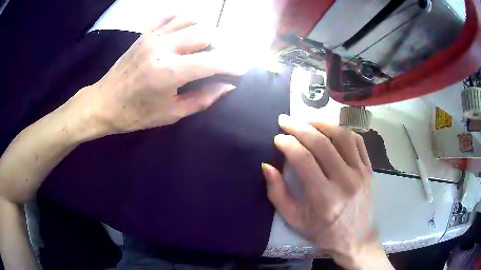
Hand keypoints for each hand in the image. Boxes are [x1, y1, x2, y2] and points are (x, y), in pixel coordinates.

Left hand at [67, 16, 239, 136]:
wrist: (104, 102)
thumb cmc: (135, 114)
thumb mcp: (171, 114)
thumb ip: (202, 99)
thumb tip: (227, 86)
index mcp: (168, 72)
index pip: (212, 61)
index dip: (233, 64)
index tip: (243, 69)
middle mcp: (163, 47)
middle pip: (206, 32)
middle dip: (222, 45)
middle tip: (222, 59)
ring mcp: (153, 36)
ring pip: (191, 19)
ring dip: (206, 29)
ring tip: (208, 44)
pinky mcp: (145, 33)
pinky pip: (170, 16)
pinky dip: (185, 19)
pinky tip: (188, 30)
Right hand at [262, 114, 375, 259]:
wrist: (356, 238)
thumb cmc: (324, 232)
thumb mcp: (295, 220)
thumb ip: (278, 194)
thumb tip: (267, 166)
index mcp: (325, 198)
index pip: (303, 159)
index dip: (287, 144)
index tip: (277, 139)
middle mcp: (345, 181)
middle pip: (322, 143)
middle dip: (299, 127)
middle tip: (285, 120)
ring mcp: (361, 173)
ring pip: (342, 136)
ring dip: (322, 123)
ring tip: (307, 121)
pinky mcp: (369, 169)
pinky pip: (357, 141)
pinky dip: (343, 130)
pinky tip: (330, 129)